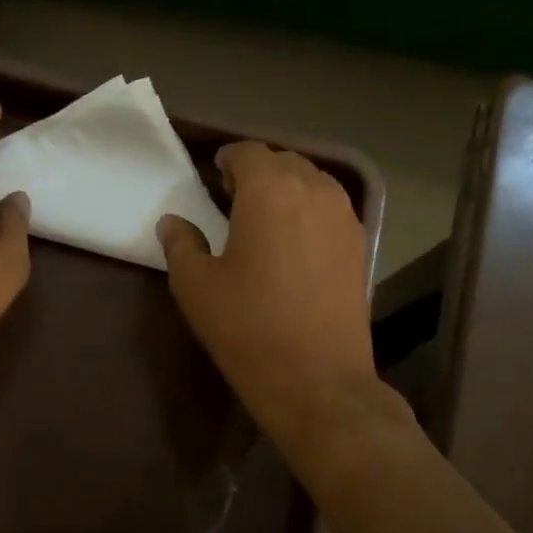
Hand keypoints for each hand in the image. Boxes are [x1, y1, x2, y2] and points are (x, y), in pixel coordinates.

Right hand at [158, 143, 381, 456]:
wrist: (317, 380)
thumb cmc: (247, 328)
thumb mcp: (195, 286)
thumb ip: (180, 244)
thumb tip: (173, 222)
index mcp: (270, 189)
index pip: (247, 152)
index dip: (226, 160)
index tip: (211, 180)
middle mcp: (314, 190)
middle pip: (283, 161)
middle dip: (256, 172)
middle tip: (231, 201)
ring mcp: (345, 217)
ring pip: (312, 182)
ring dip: (285, 190)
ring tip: (263, 221)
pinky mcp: (360, 245)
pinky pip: (330, 209)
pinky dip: (308, 211)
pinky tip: (292, 244)